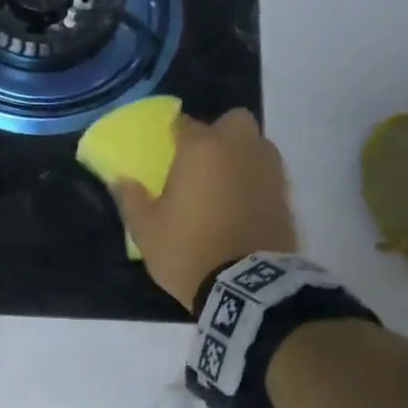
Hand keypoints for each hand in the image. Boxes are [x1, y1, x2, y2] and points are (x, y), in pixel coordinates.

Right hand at [115, 109, 298, 309]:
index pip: (184, 123)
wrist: (245, 286)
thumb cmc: (187, 251)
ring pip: (255, 146)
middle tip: (201, 163)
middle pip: (232, 121)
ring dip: (240, 157)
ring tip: (223, 187)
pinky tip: (241, 207)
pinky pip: (268, 175)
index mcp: (200, 149)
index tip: (166, 152)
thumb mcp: (146, 231)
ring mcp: (268, 169)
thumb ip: (131, 199)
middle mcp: (239, 148)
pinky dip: (255, 183)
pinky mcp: (286, 194)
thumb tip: (121, 180)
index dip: (173, 136)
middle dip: (219, 134)